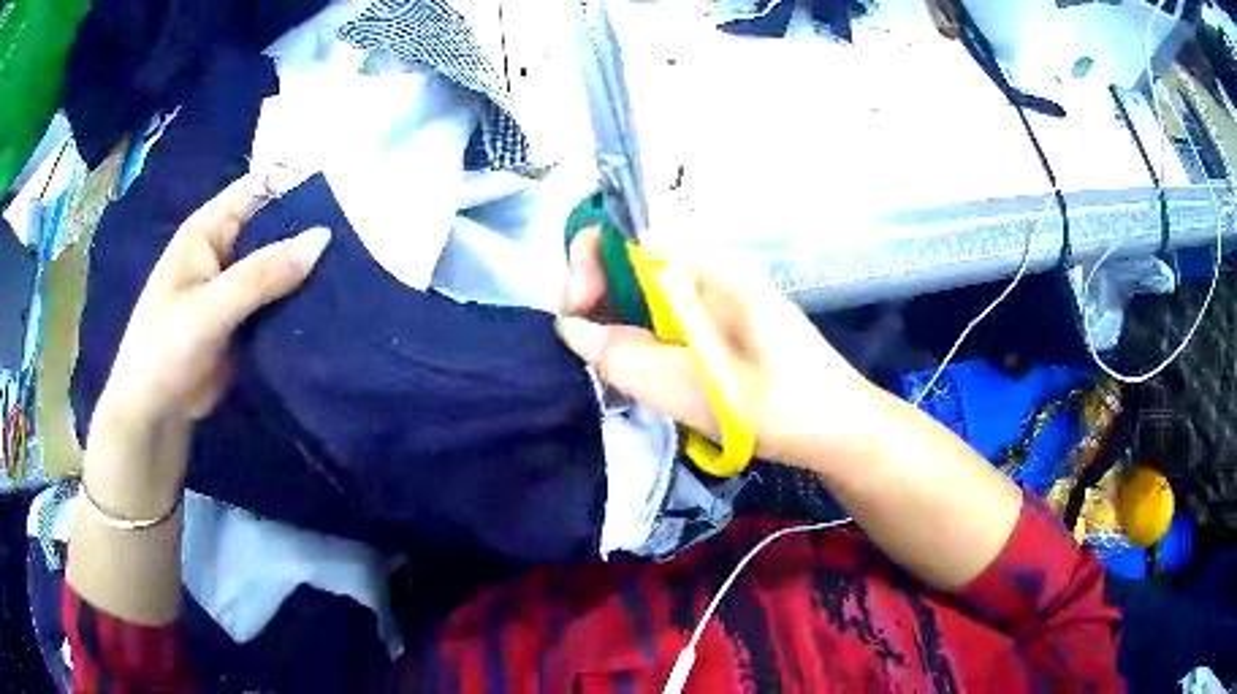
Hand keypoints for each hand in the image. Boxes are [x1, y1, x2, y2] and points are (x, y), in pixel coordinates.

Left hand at [91, 173, 329, 460]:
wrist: (154, 413)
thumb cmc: (165, 349)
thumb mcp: (210, 308)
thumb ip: (262, 274)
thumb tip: (322, 238)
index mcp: (209, 230)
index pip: (259, 189)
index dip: (297, 186)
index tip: (343, 196)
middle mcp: (225, 250)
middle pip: (275, 227)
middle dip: (309, 232)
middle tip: (359, 239)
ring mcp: (236, 287)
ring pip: (280, 267)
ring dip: (308, 271)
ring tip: (356, 271)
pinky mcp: (245, 321)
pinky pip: (278, 303)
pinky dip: (300, 303)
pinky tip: (333, 306)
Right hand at [556, 227, 878, 465]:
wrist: (840, 428)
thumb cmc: (781, 407)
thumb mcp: (698, 390)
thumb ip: (629, 358)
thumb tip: (573, 328)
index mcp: (709, 268)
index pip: (628, 230)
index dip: (589, 258)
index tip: (577, 311)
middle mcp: (710, 270)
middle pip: (631, 258)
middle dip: (597, 294)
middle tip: (592, 351)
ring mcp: (717, 296)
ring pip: (645, 290)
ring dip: (617, 321)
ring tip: (615, 369)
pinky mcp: (721, 323)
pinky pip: (666, 315)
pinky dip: (642, 336)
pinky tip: (646, 371)